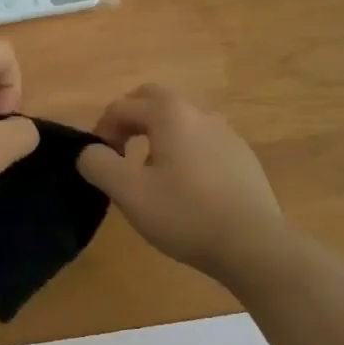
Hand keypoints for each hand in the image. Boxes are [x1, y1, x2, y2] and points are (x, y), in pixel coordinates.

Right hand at [77, 84, 288, 283]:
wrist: (253, 244)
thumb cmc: (185, 214)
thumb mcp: (129, 193)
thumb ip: (98, 165)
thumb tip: (90, 152)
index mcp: (169, 114)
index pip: (122, 106)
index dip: (101, 129)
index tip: (98, 161)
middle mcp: (199, 113)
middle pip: (155, 100)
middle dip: (130, 118)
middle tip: (120, 150)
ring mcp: (226, 133)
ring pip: (182, 120)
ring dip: (158, 134)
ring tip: (151, 171)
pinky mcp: (242, 157)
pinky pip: (203, 141)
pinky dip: (184, 150)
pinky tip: (186, 187)